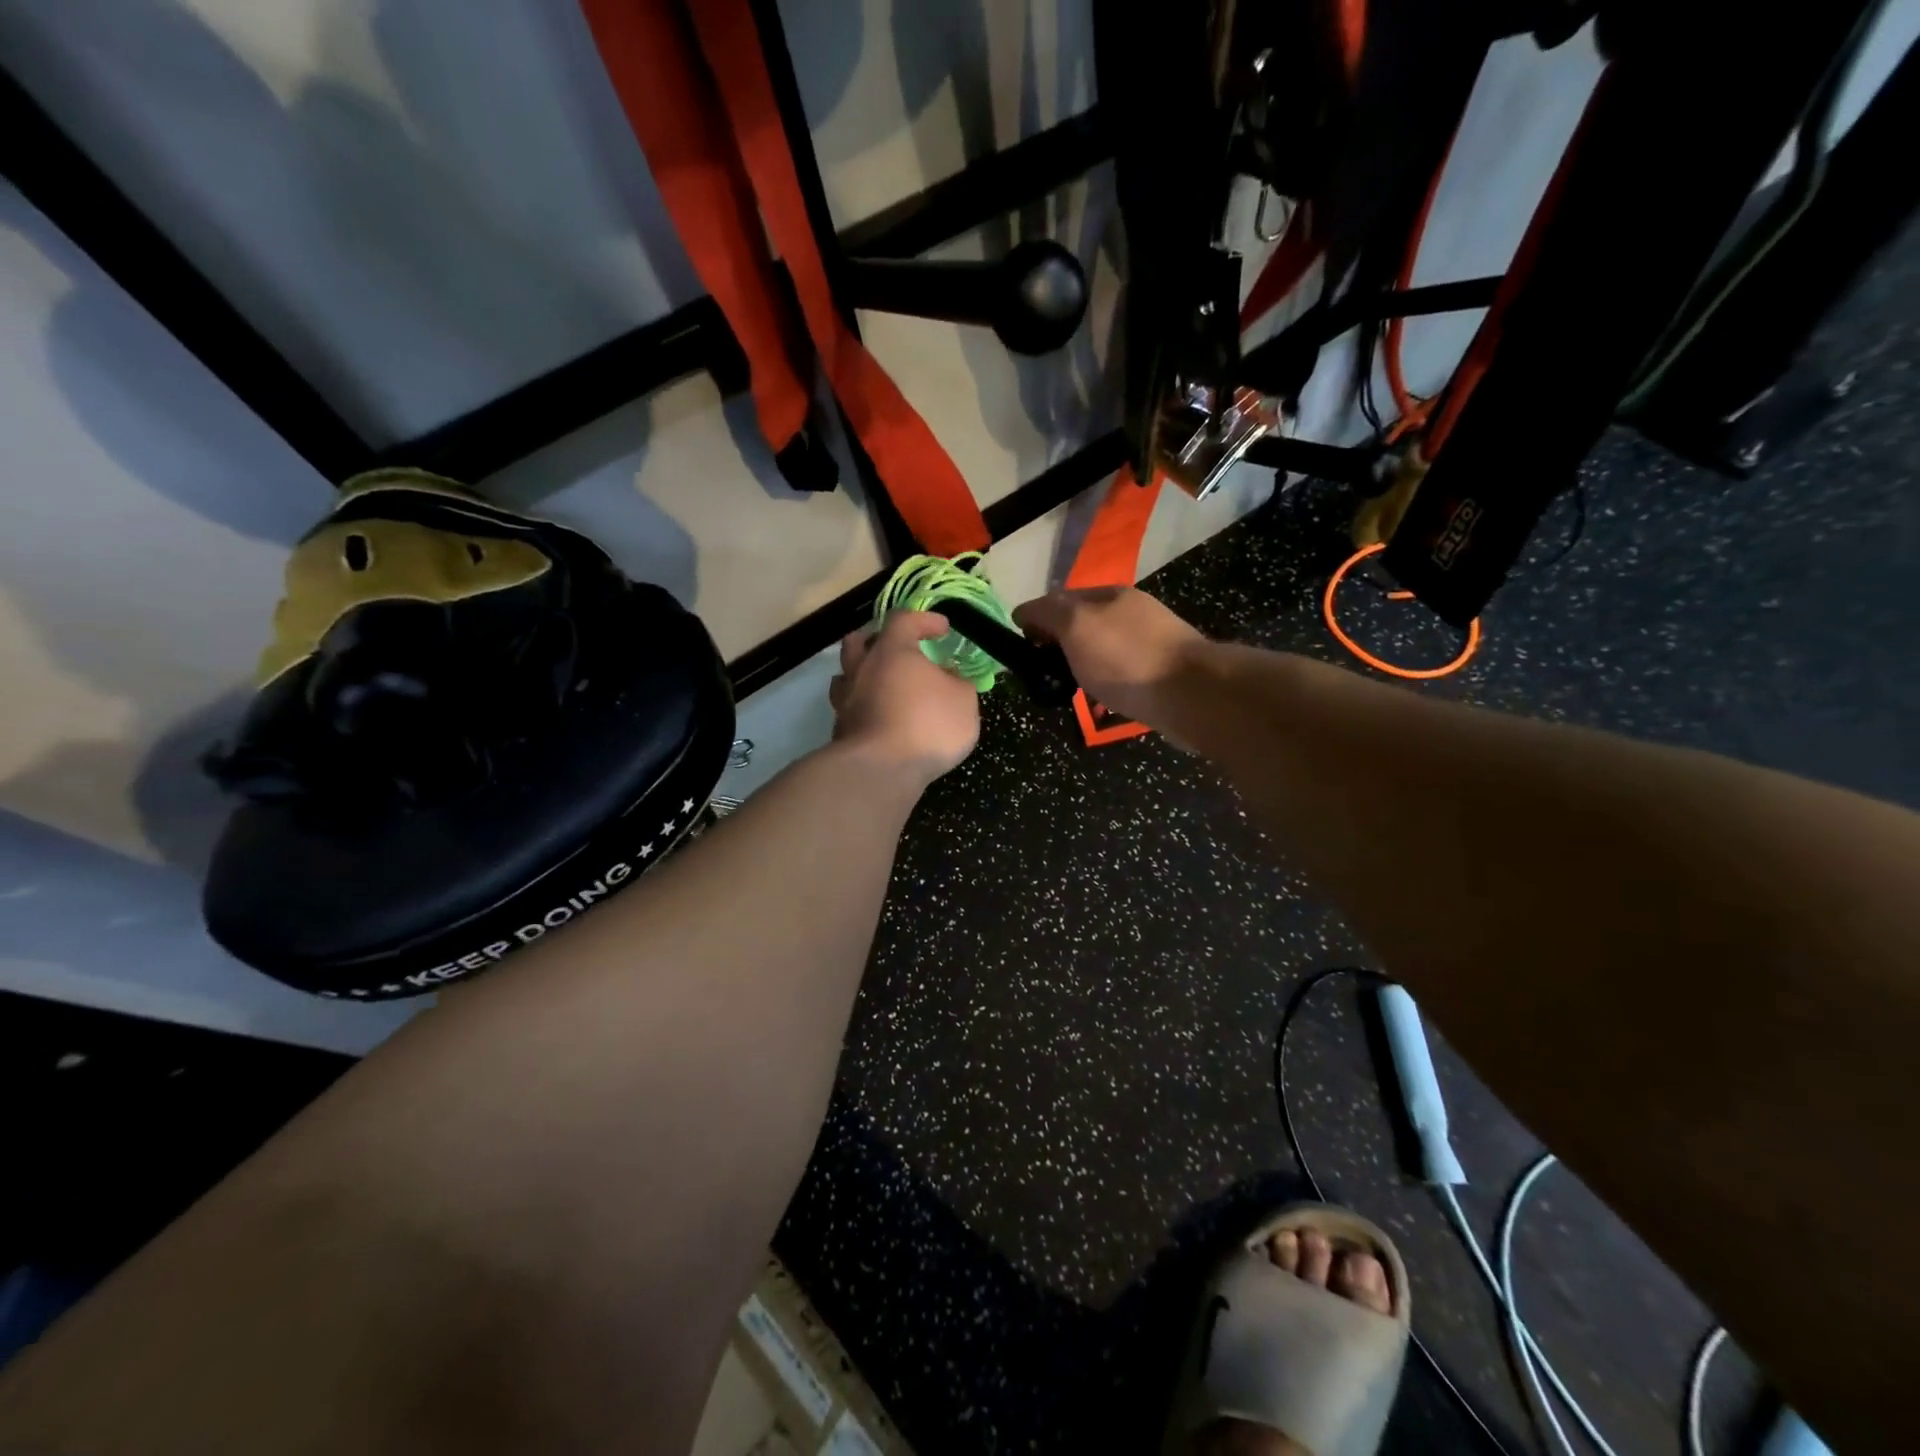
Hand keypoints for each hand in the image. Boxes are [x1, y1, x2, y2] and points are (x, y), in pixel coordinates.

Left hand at [829, 611, 979, 784]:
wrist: (881, 770)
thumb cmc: (927, 725)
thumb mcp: (963, 701)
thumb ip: (959, 683)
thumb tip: (950, 676)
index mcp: (892, 651)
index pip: (904, 620)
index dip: (924, 620)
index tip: (943, 629)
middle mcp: (862, 668)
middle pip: (860, 641)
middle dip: (878, 640)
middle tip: (898, 649)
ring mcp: (845, 699)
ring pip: (847, 675)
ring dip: (864, 674)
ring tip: (884, 685)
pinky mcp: (840, 729)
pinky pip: (849, 707)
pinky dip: (863, 707)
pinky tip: (879, 718)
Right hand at [1013, 586, 1209, 725]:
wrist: (1191, 694)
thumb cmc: (1126, 658)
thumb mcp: (1076, 627)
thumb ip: (1047, 614)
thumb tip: (1024, 611)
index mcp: (1110, 594)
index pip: (1060, 598)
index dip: (1035, 619)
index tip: (1020, 647)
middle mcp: (1131, 612)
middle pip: (1083, 624)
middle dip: (1059, 643)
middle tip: (1041, 671)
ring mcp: (1150, 641)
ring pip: (1102, 649)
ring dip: (1082, 664)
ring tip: (1067, 688)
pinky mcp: (1162, 672)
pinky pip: (1122, 672)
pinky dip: (1105, 682)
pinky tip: (1100, 698)